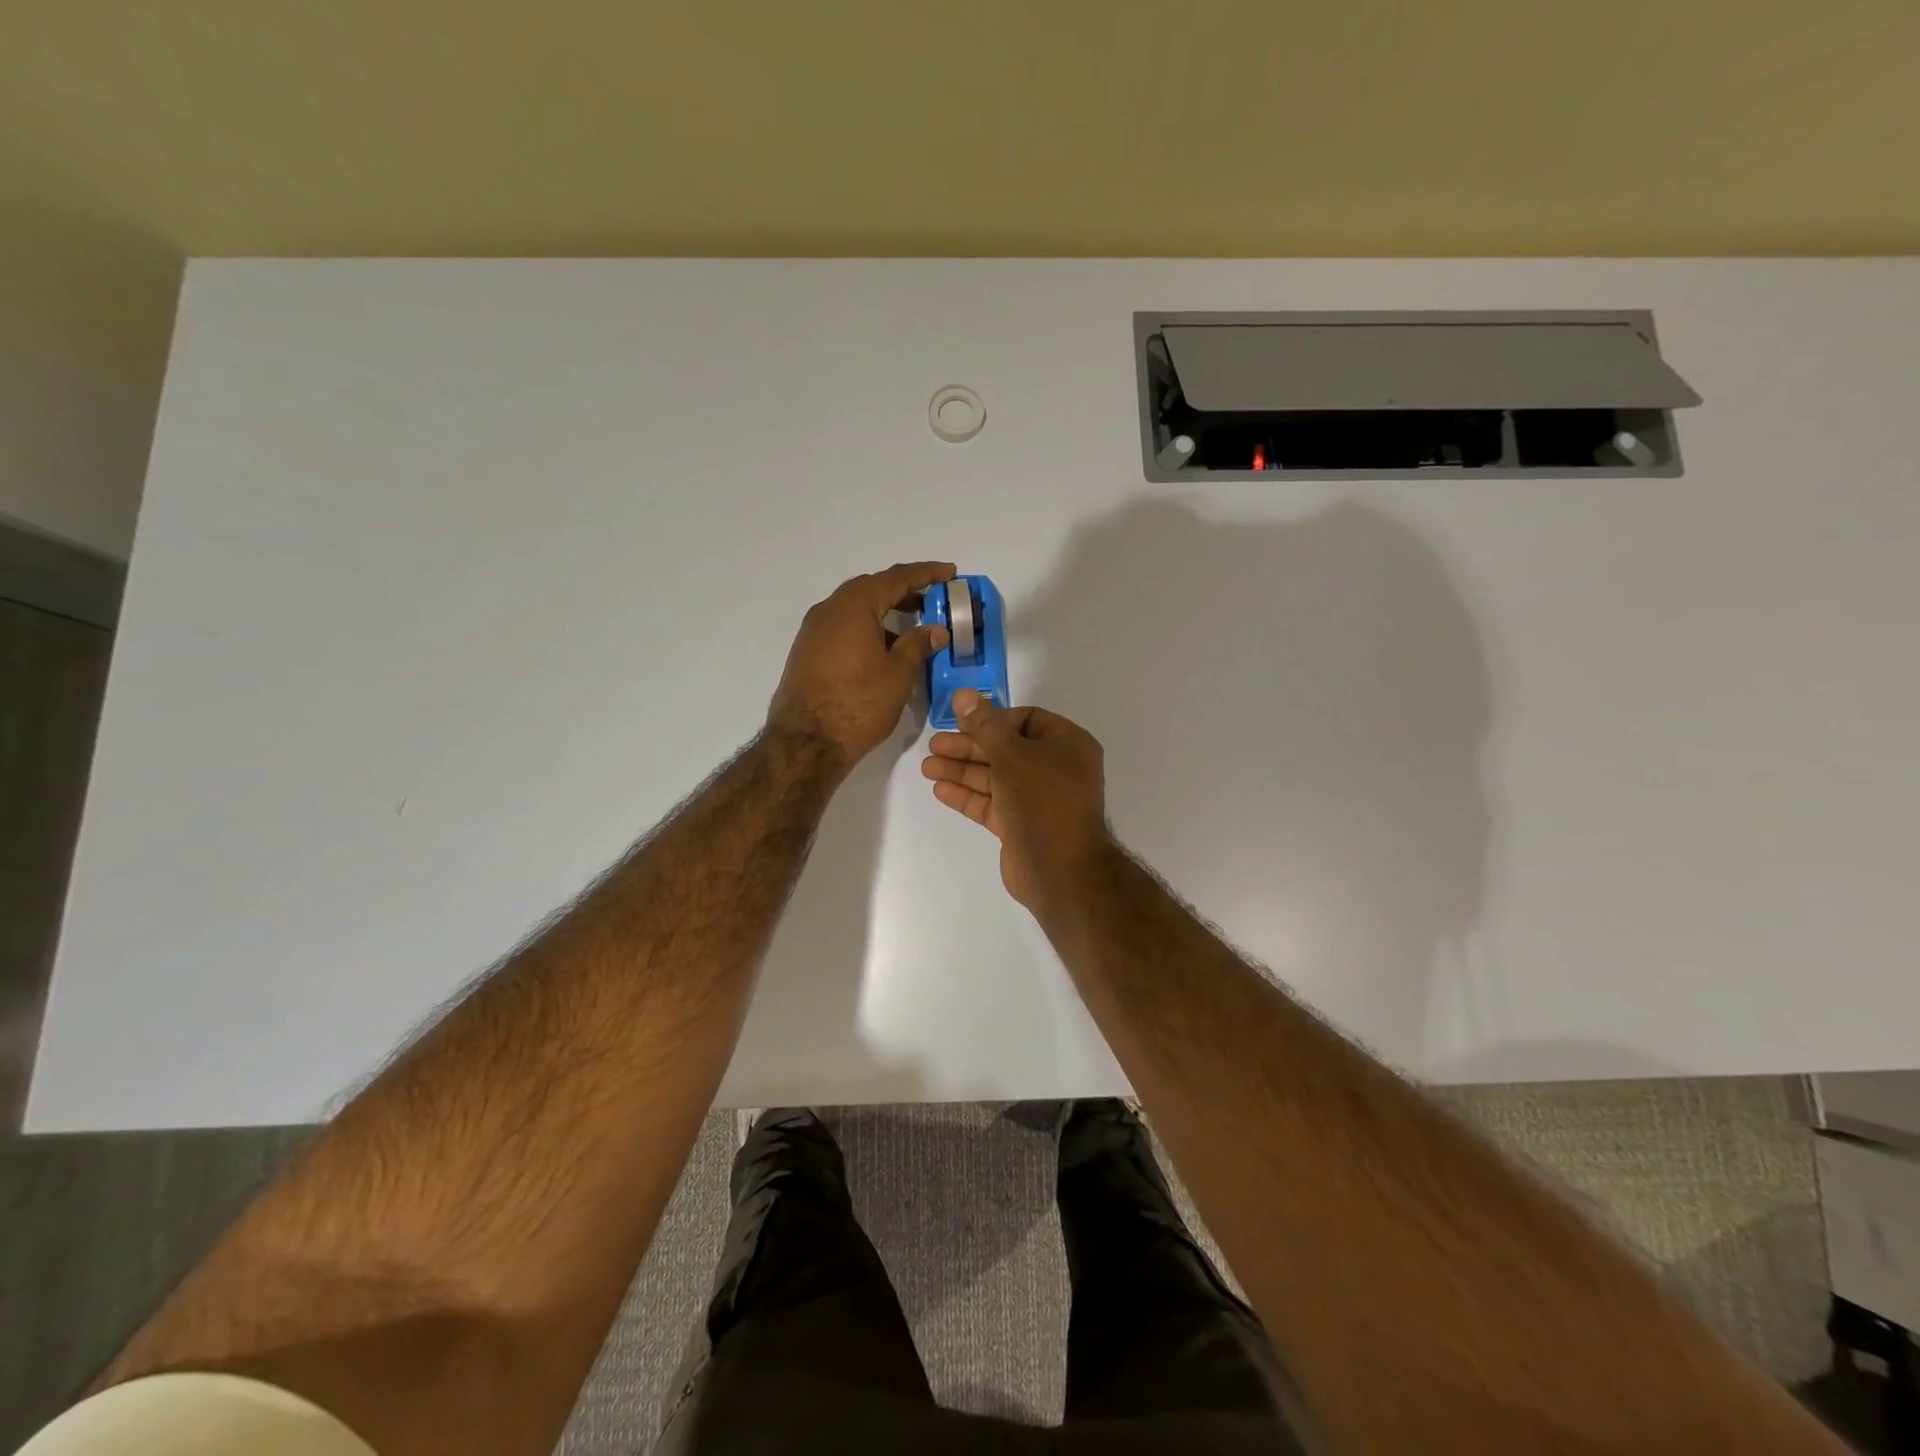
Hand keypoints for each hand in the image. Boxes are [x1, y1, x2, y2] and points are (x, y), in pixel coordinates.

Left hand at [768, 562, 954, 767]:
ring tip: (912, 625)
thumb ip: (918, 645)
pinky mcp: (807, 651)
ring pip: (855, 609)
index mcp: (853, 606)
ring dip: (884, 611)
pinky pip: (842, 627)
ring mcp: (813, 630)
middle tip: (932, 598)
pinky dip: (866, 627)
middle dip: (903, 591)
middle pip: (872, 588)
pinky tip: (883, 647)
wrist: (806, 742)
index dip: (926, 574)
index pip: (896, 578)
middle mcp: (829, 609)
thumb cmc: (859, 704)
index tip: (950, 572)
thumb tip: (935, 630)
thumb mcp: (898, 674)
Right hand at [920, 689, 1109, 910]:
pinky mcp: (1022, 825)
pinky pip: (992, 803)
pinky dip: (968, 795)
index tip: (961, 722)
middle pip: (1006, 749)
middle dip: (969, 747)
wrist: (1060, 870)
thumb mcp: (1011, 755)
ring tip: (927, 767)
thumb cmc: (1042, 800)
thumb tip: (963, 694)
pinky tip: (939, 789)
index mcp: (1068, 744)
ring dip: (962, 771)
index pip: (1026, 720)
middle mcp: (1056, 769)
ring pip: (996, 777)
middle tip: (934, 745)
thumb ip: (984, 725)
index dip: (992, 719)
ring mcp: (1039, 799)